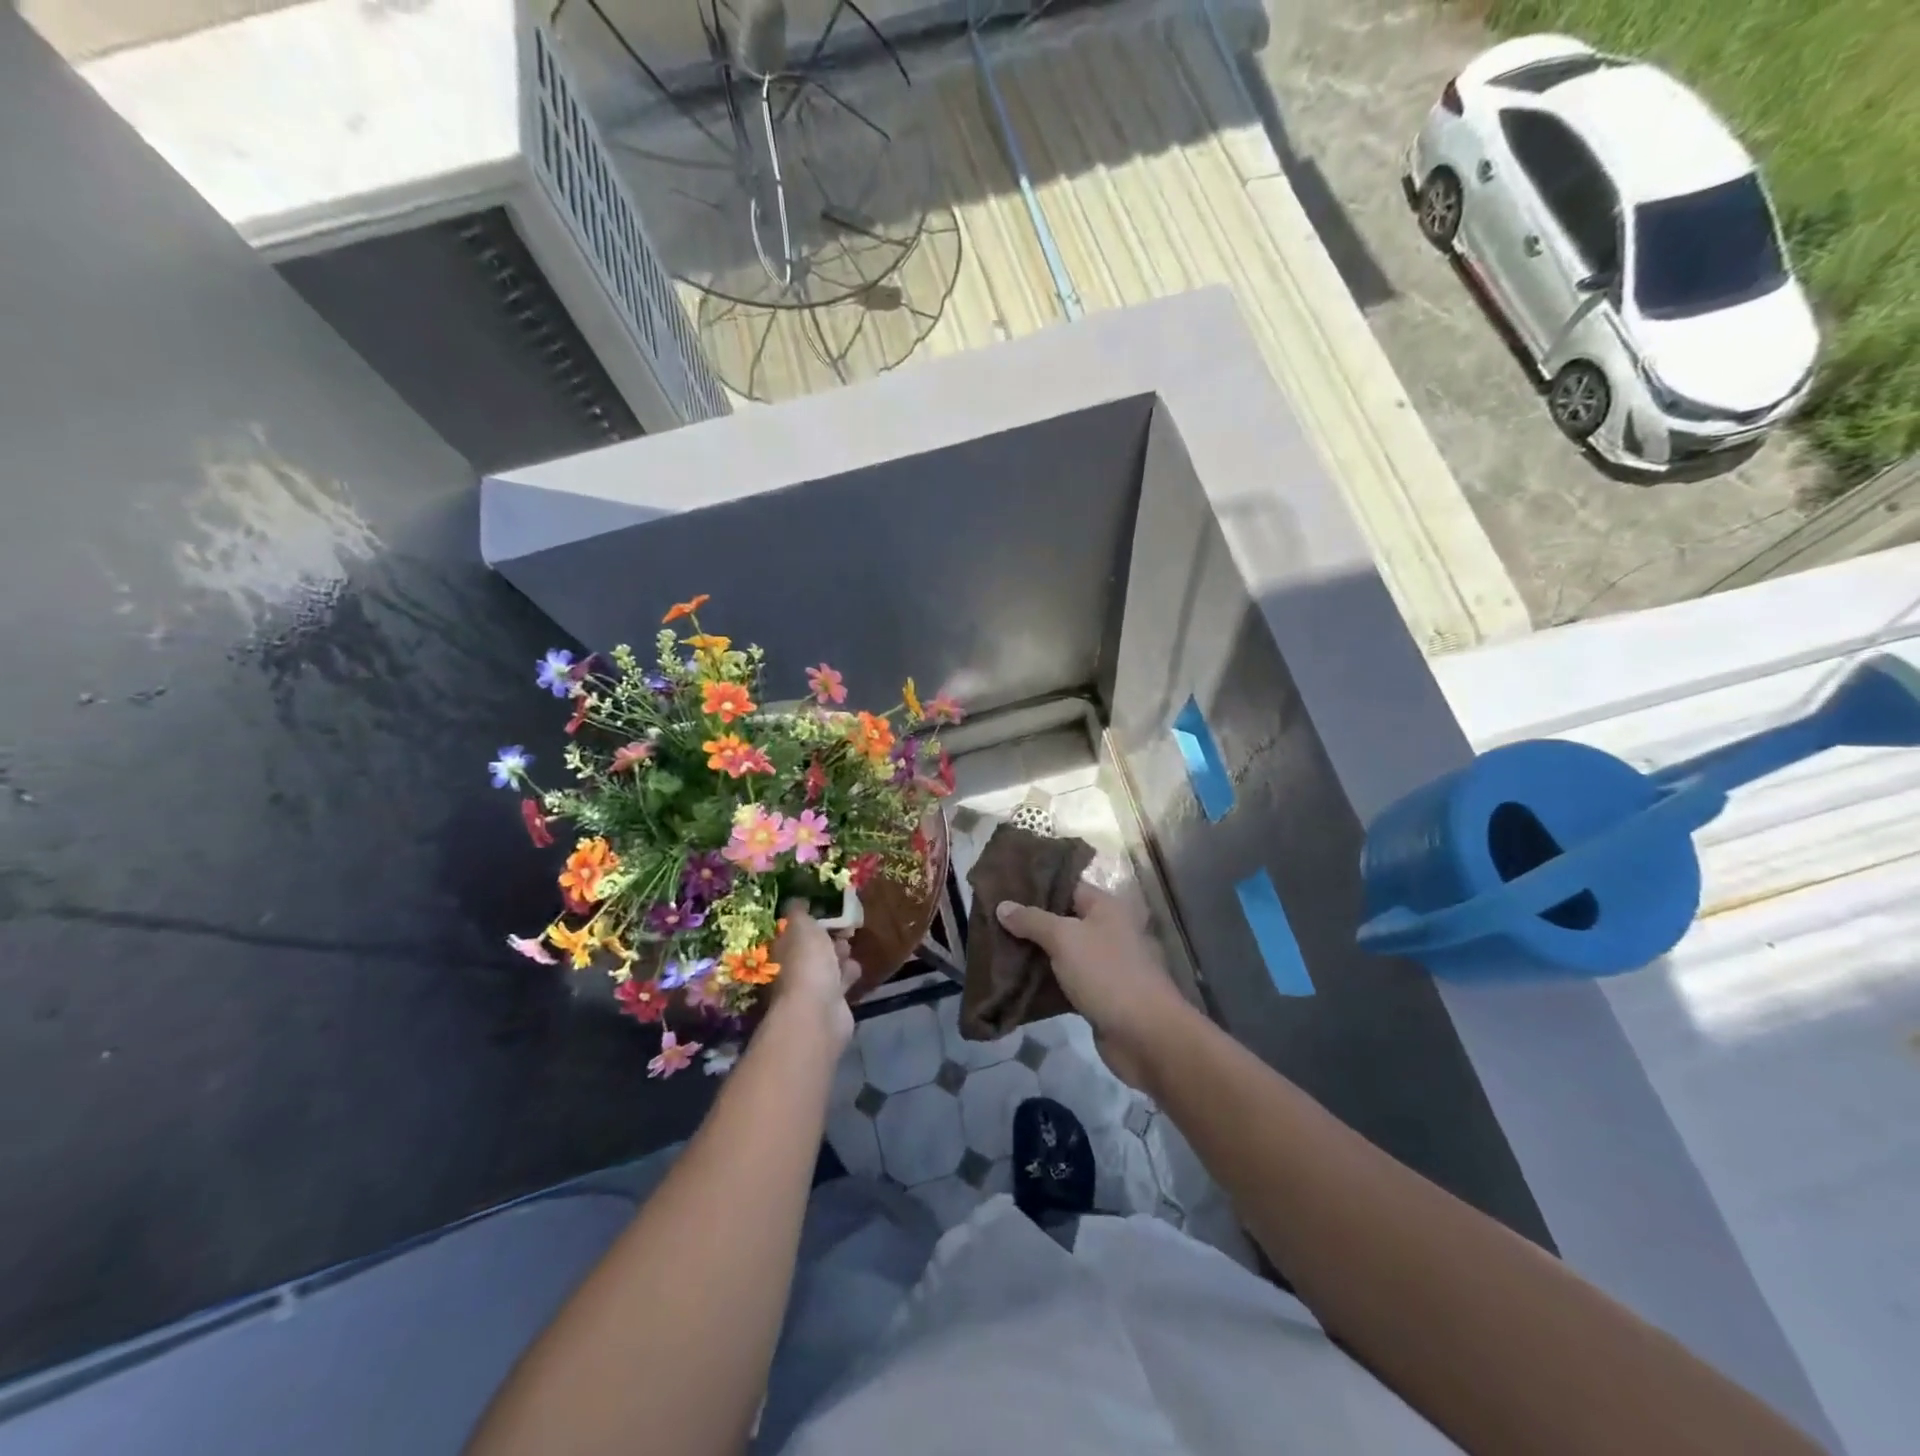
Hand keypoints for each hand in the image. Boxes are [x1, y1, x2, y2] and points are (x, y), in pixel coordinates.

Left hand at [769, 902, 859, 1049]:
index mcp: (782, 949)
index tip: (828, 908)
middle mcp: (794, 968)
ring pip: (829, 964)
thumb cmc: (807, 963)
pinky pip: (842, 981)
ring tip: (849, 946)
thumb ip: (799, 911)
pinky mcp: (832, 1002)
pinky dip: (848, 973)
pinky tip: (854, 969)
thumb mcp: (801, 926)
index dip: (810, 918)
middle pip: (813, 947)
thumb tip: (796, 900)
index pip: (794, 930)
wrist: (819, 1012)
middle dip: (829, 936)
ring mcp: (812, 987)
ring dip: (840, 954)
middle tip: (845, 927)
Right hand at [996, 884, 1189, 1090]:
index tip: (1002, 889)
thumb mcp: (1065, 939)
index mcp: (1105, 907)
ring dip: (1033, 954)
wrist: (1145, 1035)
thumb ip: (1032, 920)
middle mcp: (1106, 930)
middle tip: (991, 920)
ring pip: (1061, 952)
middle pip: (1062, 919)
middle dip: (1029, 922)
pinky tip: (1014, 981)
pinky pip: (1064, 980)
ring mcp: (1103, 964)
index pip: (1066, 886)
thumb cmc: (1106, 974)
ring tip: (995, 948)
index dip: (1036, 887)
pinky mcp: (1097, 994)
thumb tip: (1003, 905)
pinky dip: (1043, 981)